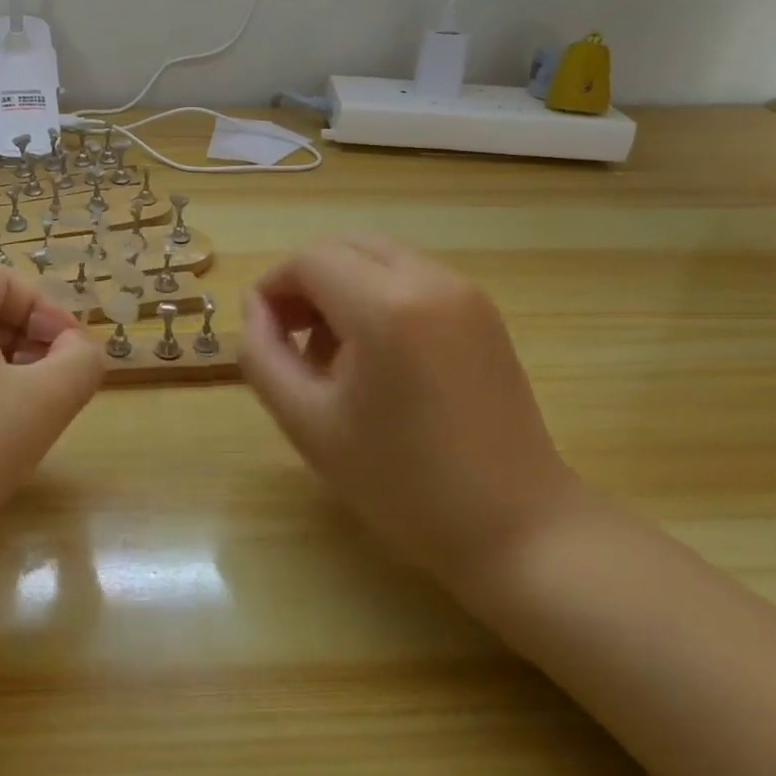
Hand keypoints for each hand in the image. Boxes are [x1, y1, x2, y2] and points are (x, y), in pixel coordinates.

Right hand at [240, 235, 581, 598]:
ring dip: (341, 287)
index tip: (262, 333)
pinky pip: (410, 276)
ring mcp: (464, 291)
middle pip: (344, 246)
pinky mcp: (482, 310)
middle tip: (291, 338)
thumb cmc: (403, 484)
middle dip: (305, 282)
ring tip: (331, 354)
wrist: (518, 529)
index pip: (309, 260)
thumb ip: (263, 356)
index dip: (273, 288)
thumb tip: (256, 309)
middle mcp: (430, 280)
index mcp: (387, 307)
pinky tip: (376, 355)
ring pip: (377, 257)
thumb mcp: (308, 424)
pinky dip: (377, 295)